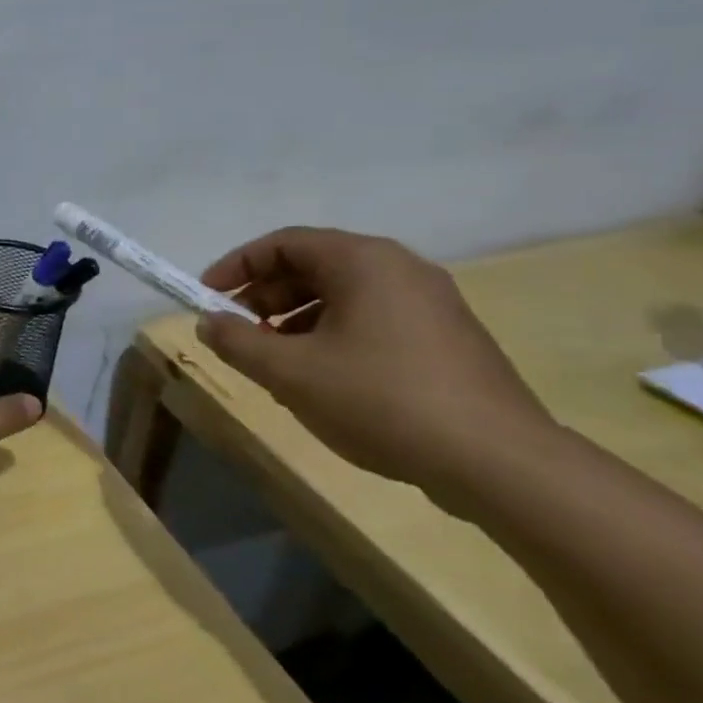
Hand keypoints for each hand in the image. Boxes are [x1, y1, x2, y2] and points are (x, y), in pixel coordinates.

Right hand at [195, 228, 556, 496]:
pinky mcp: (445, 336)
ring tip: (272, 358)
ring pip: (342, 294)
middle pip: (313, 265)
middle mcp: (399, 268)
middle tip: (236, 330)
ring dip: (294, 318)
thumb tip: (209, 322)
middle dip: (264, 295)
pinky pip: (371, 317)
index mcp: (363, 261)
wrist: (497, 460)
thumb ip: (237, 341)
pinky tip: (319, 375)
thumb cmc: (380, 399)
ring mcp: (430, 302)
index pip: (283, 242)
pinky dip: (331, 332)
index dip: (236, 266)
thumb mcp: (289, 372)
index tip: (206, 297)